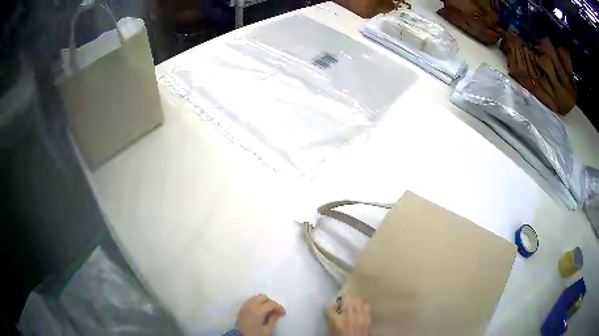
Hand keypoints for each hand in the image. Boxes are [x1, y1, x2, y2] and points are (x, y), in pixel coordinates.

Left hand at [237, 294, 285, 335]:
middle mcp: (250, 305)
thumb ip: (273, 320)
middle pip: (263, 297)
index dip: (279, 307)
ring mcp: (245, 306)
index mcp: (258, 310)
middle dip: (271, 302)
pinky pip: (251, 301)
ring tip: (268, 311)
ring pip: (256, 298)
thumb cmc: (255, 334)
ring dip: (263, 302)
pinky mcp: (241, 309)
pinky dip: (257, 303)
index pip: (271, 303)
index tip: (283, 313)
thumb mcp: (267, 330)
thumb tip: (277, 313)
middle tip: (275, 311)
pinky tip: (260, 311)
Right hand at [324, 297, 370, 335]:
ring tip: (352, 308)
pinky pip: (367, 306)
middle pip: (347, 300)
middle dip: (343, 303)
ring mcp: (360, 317)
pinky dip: (362, 306)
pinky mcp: (368, 319)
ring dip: (354, 303)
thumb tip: (333, 311)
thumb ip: (330, 320)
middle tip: (342, 308)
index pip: (330, 307)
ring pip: (358, 300)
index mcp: (335, 321)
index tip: (332, 310)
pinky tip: (359, 311)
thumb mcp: (329, 331)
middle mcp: (348, 316)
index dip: (330, 308)